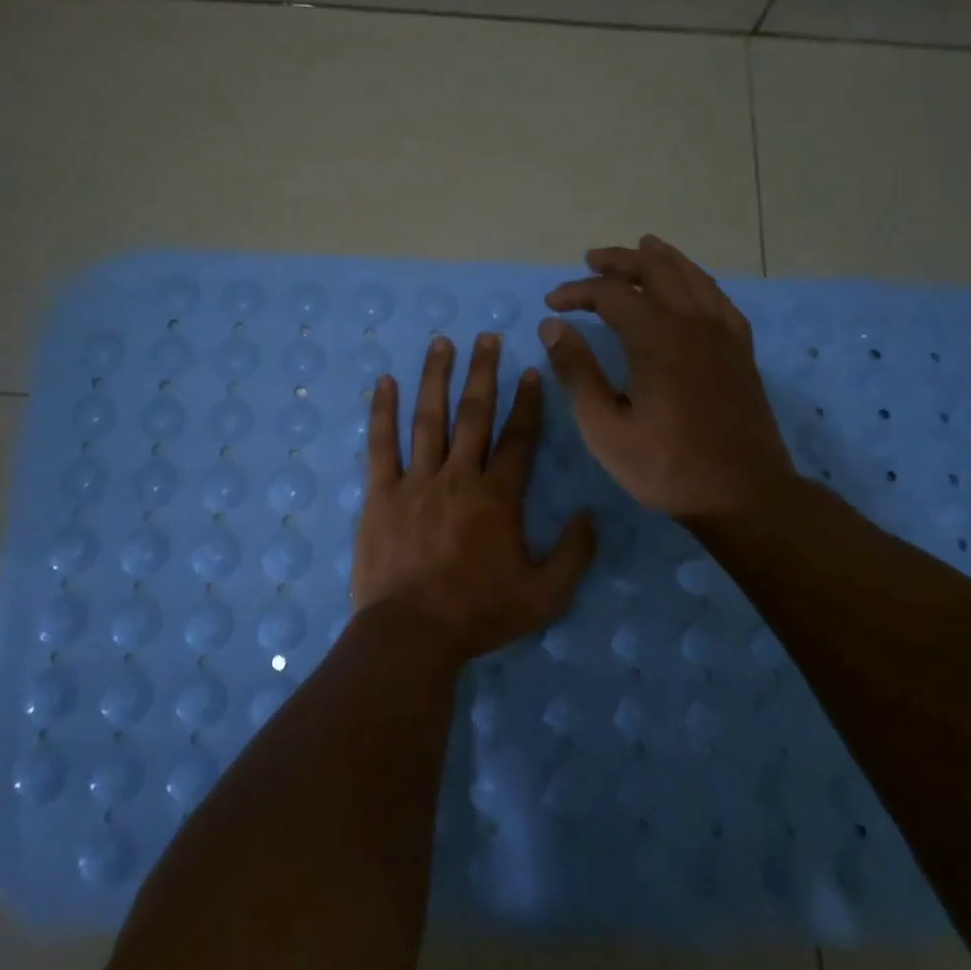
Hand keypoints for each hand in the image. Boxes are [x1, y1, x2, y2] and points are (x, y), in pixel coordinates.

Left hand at [350, 332, 595, 662]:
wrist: (412, 633)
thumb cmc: (478, 614)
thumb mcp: (545, 595)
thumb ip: (574, 553)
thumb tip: (590, 514)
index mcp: (498, 497)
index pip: (519, 438)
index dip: (527, 403)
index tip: (531, 371)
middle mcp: (458, 477)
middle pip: (474, 414)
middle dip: (483, 372)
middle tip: (486, 337)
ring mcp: (416, 481)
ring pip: (429, 418)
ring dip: (436, 378)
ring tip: (441, 343)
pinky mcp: (380, 493)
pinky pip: (381, 444)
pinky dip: (382, 411)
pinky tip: (385, 382)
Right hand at [538, 234, 795, 524]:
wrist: (743, 494)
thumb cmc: (666, 467)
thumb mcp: (605, 428)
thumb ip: (577, 372)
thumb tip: (553, 326)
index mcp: (657, 339)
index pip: (611, 294)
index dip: (577, 292)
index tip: (552, 304)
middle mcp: (693, 322)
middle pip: (654, 269)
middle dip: (618, 260)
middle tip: (590, 260)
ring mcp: (723, 333)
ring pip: (690, 275)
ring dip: (659, 259)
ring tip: (638, 248)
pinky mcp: (741, 348)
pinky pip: (716, 296)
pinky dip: (695, 279)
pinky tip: (687, 284)